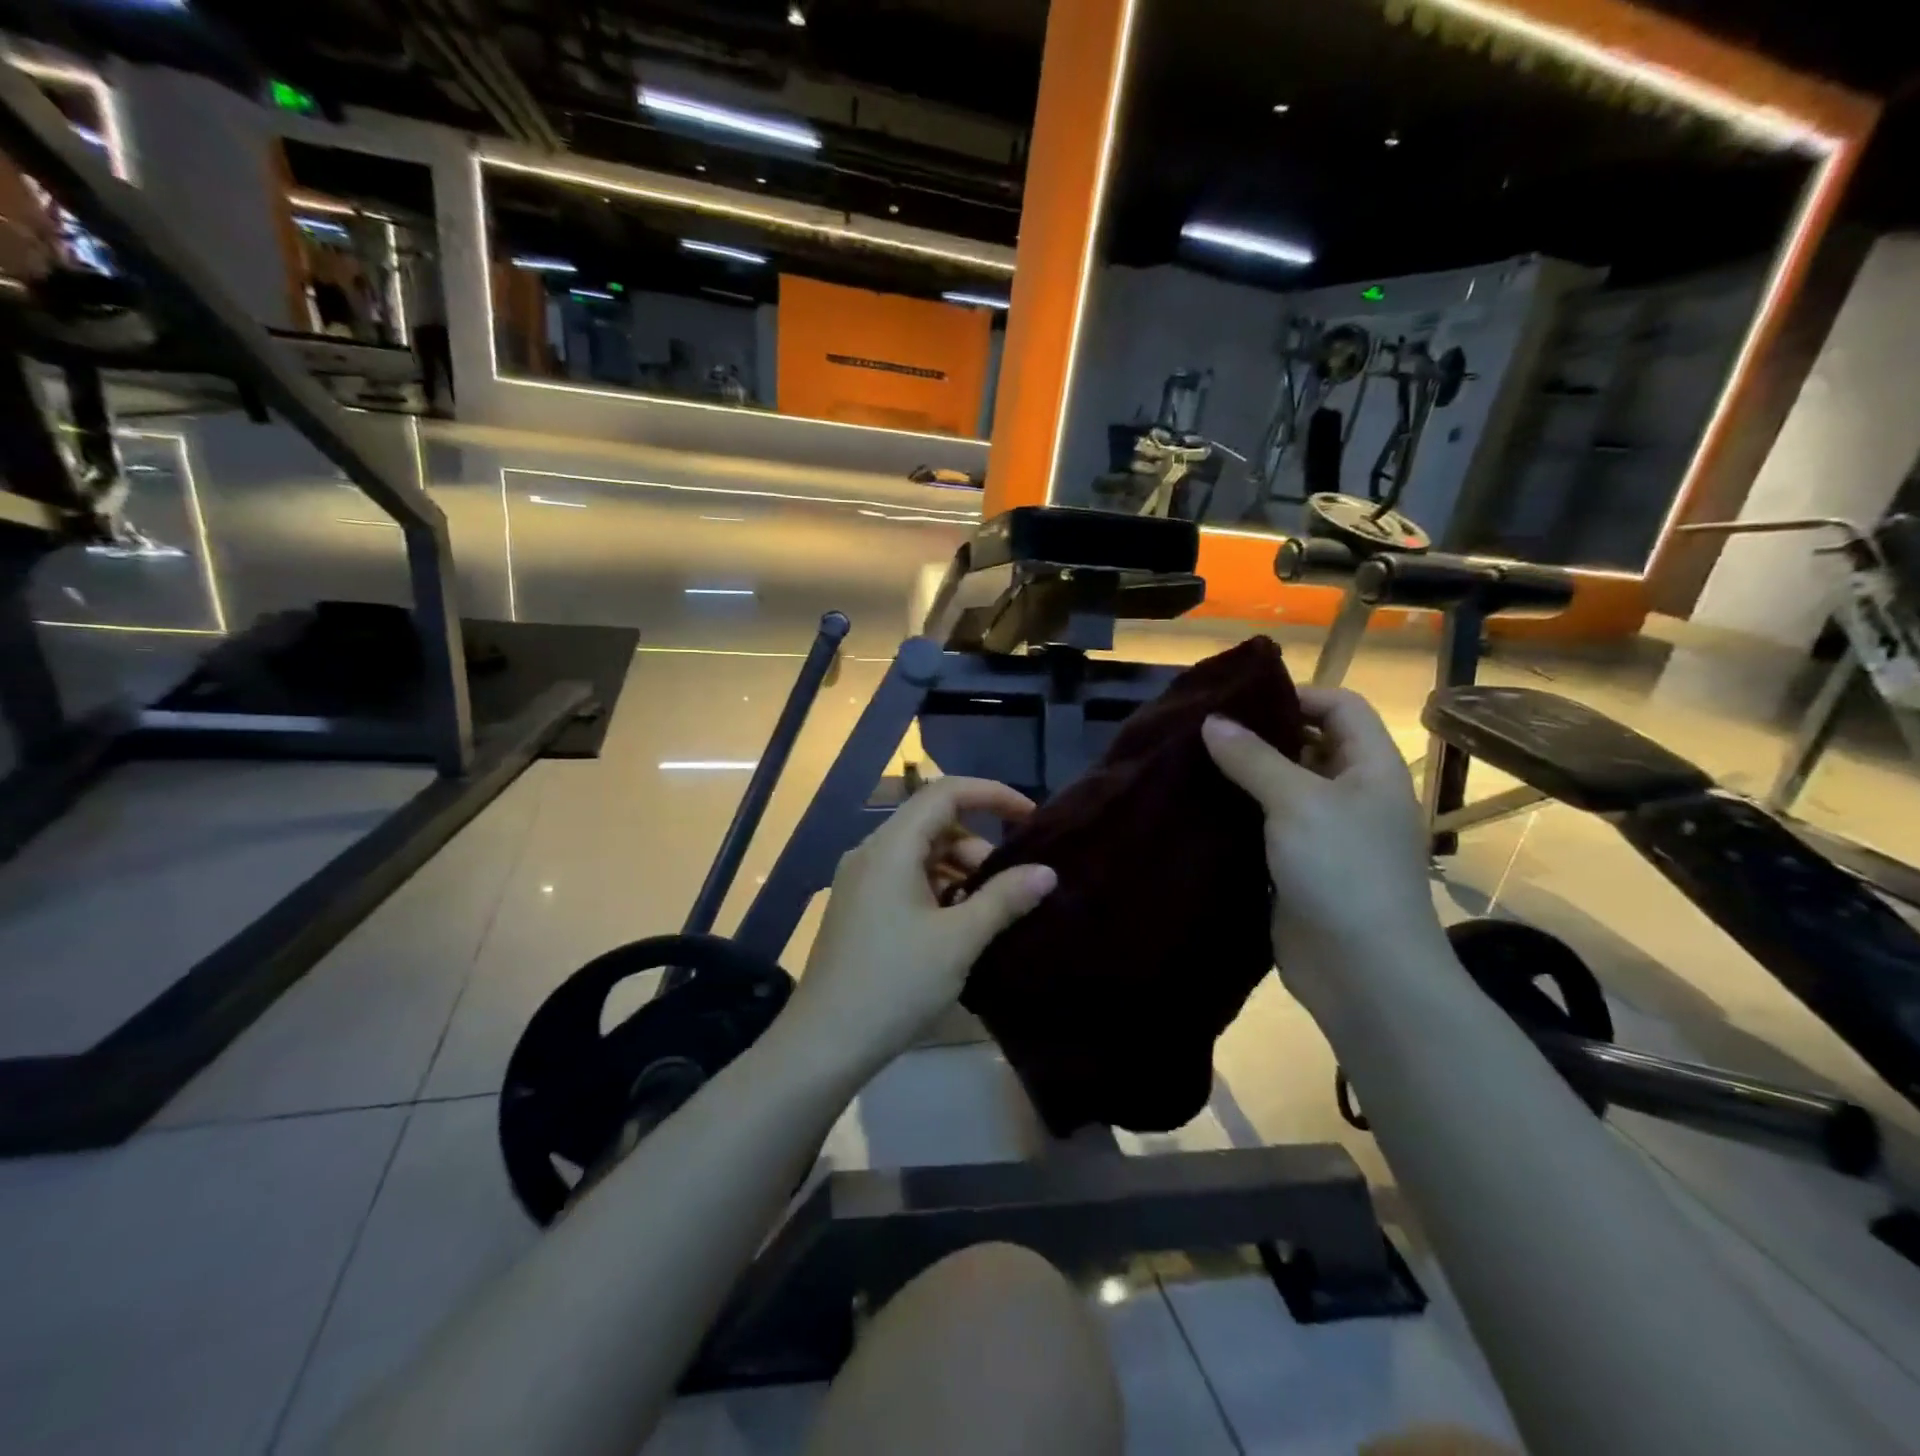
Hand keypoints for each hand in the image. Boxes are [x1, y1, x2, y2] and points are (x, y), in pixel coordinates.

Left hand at [787, 776, 1057, 1069]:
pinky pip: (905, 879)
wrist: (825, 1043)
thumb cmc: (895, 983)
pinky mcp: (859, 908)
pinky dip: (937, 890)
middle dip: (978, 845)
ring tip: (986, 913)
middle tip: (1009, 886)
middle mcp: (871, 852)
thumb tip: (1046, 871)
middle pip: (933, 823)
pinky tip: (955, 927)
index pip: (946, 793)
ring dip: (959, 871)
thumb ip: (1004, 899)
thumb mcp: (959, 940)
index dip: (992, 794)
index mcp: (891, 846)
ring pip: (920, 854)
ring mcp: (861, 881)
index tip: (1030, 818)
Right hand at [1202, 687, 1448, 1010]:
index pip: (1342, 707)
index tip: (1241, 701)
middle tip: (1203, 730)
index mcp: (1371, 769)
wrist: (1361, 972)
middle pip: (1309, 745)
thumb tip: (1212, 720)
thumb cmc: (1342, 871)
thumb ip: (1253, 757)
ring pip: (1282, 789)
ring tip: (1191, 763)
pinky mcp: (1298, 868)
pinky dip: (1238, 815)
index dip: (1298, 695)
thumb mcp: (1297, 802)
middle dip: (1260, 735)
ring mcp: (1326, 835)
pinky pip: (1266, 828)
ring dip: (1243, 776)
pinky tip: (1199, 809)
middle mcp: (1352, 795)